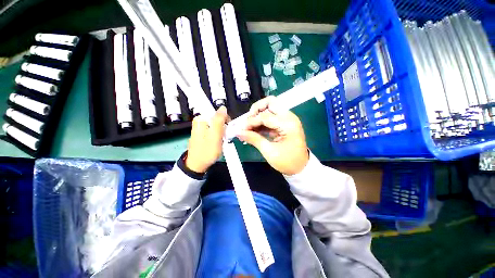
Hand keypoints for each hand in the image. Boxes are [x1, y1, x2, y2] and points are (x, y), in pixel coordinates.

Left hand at [186, 106, 228, 172]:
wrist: (198, 165)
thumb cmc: (207, 151)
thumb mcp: (215, 135)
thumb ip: (219, 120)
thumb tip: (223, 107)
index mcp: (201, 119)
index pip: (217, 112)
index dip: (225, 119)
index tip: (228, 128)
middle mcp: (200, 121)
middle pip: (217, 118)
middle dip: (224, 126)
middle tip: (225, 136)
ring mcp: (201, 128)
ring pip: (217, 125)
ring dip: (222, 132)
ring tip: (222, 140)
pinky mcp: (203, 134)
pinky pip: (214, 130)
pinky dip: (219, 135)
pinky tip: (219, 141)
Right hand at [237, 96, 308, 174]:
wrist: (301, 168)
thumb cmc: (287, 162)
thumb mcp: (269, 152)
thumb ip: (254, 139)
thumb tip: (238, 132)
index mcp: (288, 124)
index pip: (265, 116)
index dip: (251, 121)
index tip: (241, 129)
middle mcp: (289, 117)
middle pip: (270, 102)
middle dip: (256, 110)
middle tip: (247, 122)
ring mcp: (287, 119)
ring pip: (269, 108)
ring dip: (257, 116)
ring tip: (248, 128)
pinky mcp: (284, 124)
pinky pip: (270, 118)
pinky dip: (261, 122)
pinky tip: (254, 130)